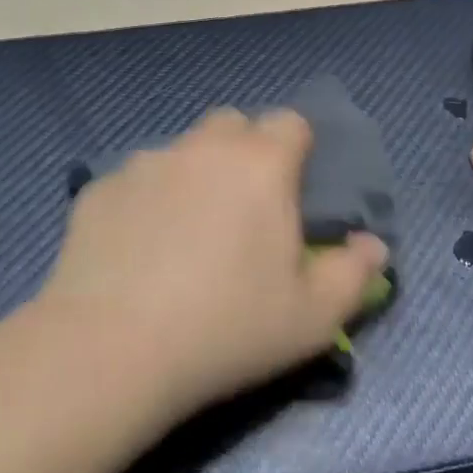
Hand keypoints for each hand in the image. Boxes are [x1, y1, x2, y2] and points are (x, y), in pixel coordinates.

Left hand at [39, 109, 387, 415]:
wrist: (110, 351)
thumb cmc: (227, 328)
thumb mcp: (312, 317)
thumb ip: (354, 274)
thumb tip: (373, 246)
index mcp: (261, 164)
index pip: (291, 122)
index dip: (298, 149)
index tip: (293, 191)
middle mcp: (203, 147)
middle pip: (234, 124)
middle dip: (245, 151)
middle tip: (244, 208)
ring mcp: (145, 163)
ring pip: (182, 150)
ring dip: (194, 174)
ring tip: (186, 233)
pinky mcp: (99, 189)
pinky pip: (135, 180)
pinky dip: (145, 201)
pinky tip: (136, 251)